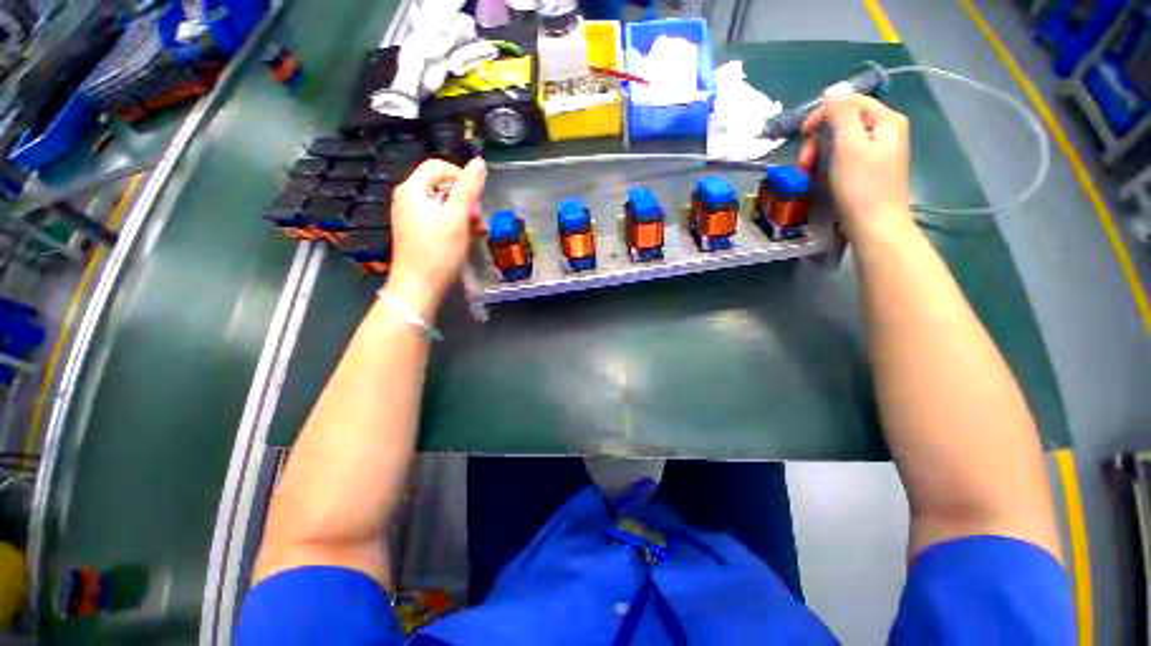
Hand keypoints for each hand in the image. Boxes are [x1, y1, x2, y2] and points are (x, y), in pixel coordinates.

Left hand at [387, 158, 486, 314]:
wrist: (419, 287)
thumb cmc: (438, 251)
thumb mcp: (457, 218)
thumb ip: (469, 189)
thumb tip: (479, 162)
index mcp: (412, 190)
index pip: (438, 166)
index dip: (460, 176)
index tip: (477, 197)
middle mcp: (408, 199)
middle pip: (441, 185)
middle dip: (465, 199)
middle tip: (478, 219)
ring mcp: (411, 217)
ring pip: (443, 204)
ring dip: (464, 213)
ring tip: (478, 231)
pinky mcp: (418, 232)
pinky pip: (440, 219)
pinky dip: (456, 224)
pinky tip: (469, 237)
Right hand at [798, 85, 912, 242]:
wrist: (875, 227)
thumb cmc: (861, 187)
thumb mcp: (849, 146)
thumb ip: (841, 114)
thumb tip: (834, 88)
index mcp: (886, 120)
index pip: (850, 101)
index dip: (823, 114)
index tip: (802, 135)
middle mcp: (886, 131)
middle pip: (845, 122)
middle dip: (820, 139)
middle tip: (806, 163)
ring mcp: (879, 152)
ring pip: (841, 141)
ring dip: (820, 154)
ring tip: (810, 174)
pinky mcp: (870, 170)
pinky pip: (844, 157)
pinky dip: (829, 165)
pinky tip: (821, 179)